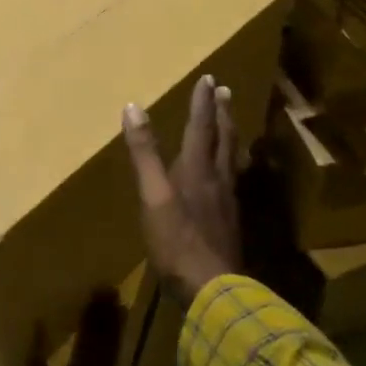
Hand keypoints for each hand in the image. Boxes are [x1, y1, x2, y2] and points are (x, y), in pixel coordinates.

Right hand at [122, 74, 242, 306]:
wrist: (213, 288)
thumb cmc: (177, 240)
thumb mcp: (153, 195)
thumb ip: (144, 153)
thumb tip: (133, 107)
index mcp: (197, 169)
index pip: (201, 127)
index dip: (203, 102)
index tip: (209, 77)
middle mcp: (217, 179)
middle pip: (223, 139)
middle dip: (222, 113)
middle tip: (226, 91)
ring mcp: (227, 203)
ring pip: (231, 160)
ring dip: (229, 136)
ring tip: (231, 125)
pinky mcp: (229, 223)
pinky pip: (232, 182)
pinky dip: (229, 166)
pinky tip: (227, 176)